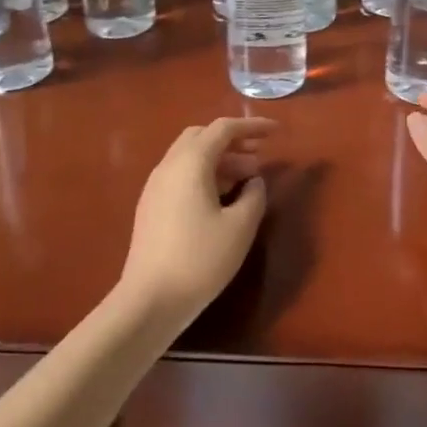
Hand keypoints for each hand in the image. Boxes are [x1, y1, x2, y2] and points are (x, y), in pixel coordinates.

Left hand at [119, 117, 274, 328]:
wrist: (150, 300)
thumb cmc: (200, 259)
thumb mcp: (240, 227)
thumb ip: (254, 196)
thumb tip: (254, 181)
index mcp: (190, 163)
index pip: (223, 129)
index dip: (252, 126)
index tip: (276, 131)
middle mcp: (169, 166)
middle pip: (202, 137)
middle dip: (232, 140)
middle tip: (259, 156)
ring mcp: (155, 187)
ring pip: (189, 157)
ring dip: (219, 159)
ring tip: (247, 179)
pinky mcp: (151, 207)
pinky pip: (180, 176)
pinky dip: (204, 175)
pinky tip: (222, 199)